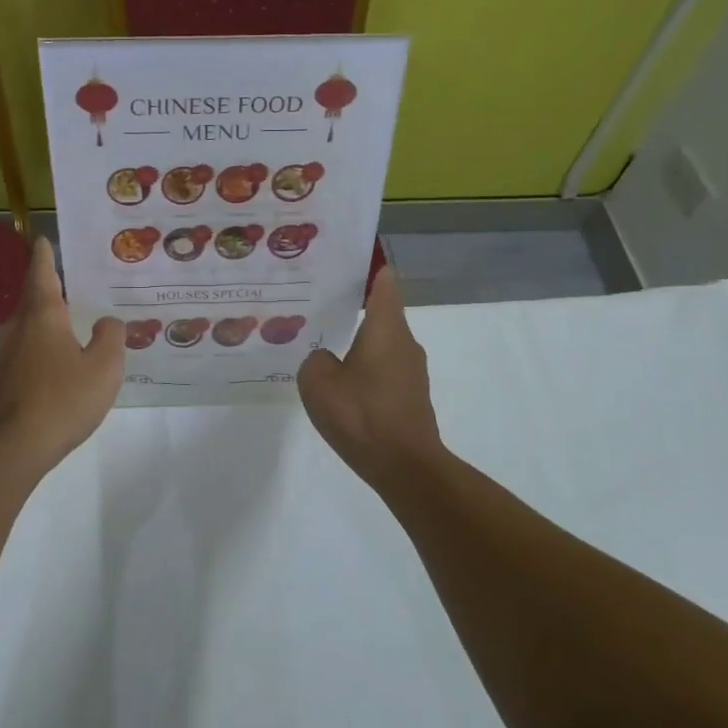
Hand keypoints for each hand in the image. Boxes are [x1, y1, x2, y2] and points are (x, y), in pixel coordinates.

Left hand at [0, 238, 124, 472]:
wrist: (8, 450)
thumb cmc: (61, 400)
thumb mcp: (103, 368)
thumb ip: (110, 338)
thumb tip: (107, 322)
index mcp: (42, 316)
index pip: (42, 274)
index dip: (45, 256)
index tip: (44, 239)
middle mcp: (18, 330)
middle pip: (32, 301)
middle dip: (49, 290)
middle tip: (72, 285)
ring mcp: (4, 359)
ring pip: (27, 330)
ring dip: (46, 324)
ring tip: (71, 326)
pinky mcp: (0, 385)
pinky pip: (25, 357)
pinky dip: (42, 352)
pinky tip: (58, 370)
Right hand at [298, 267, 446, 487]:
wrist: (406, 468)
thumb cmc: (362, 415)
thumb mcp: (318, 382)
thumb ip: (315, 359)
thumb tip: (326, 358)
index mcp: (387, 328)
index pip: (383, 282)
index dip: (367, 266)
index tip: (344, 259)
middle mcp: (405, 343)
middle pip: (381, 311)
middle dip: (352, 304)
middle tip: (317, 302)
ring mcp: (411, 371)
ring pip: (381, 342)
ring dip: (357, 340)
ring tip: (322, 343)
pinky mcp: (410, 396)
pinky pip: (383, 369)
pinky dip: (364, 367)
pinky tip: (340, 384)